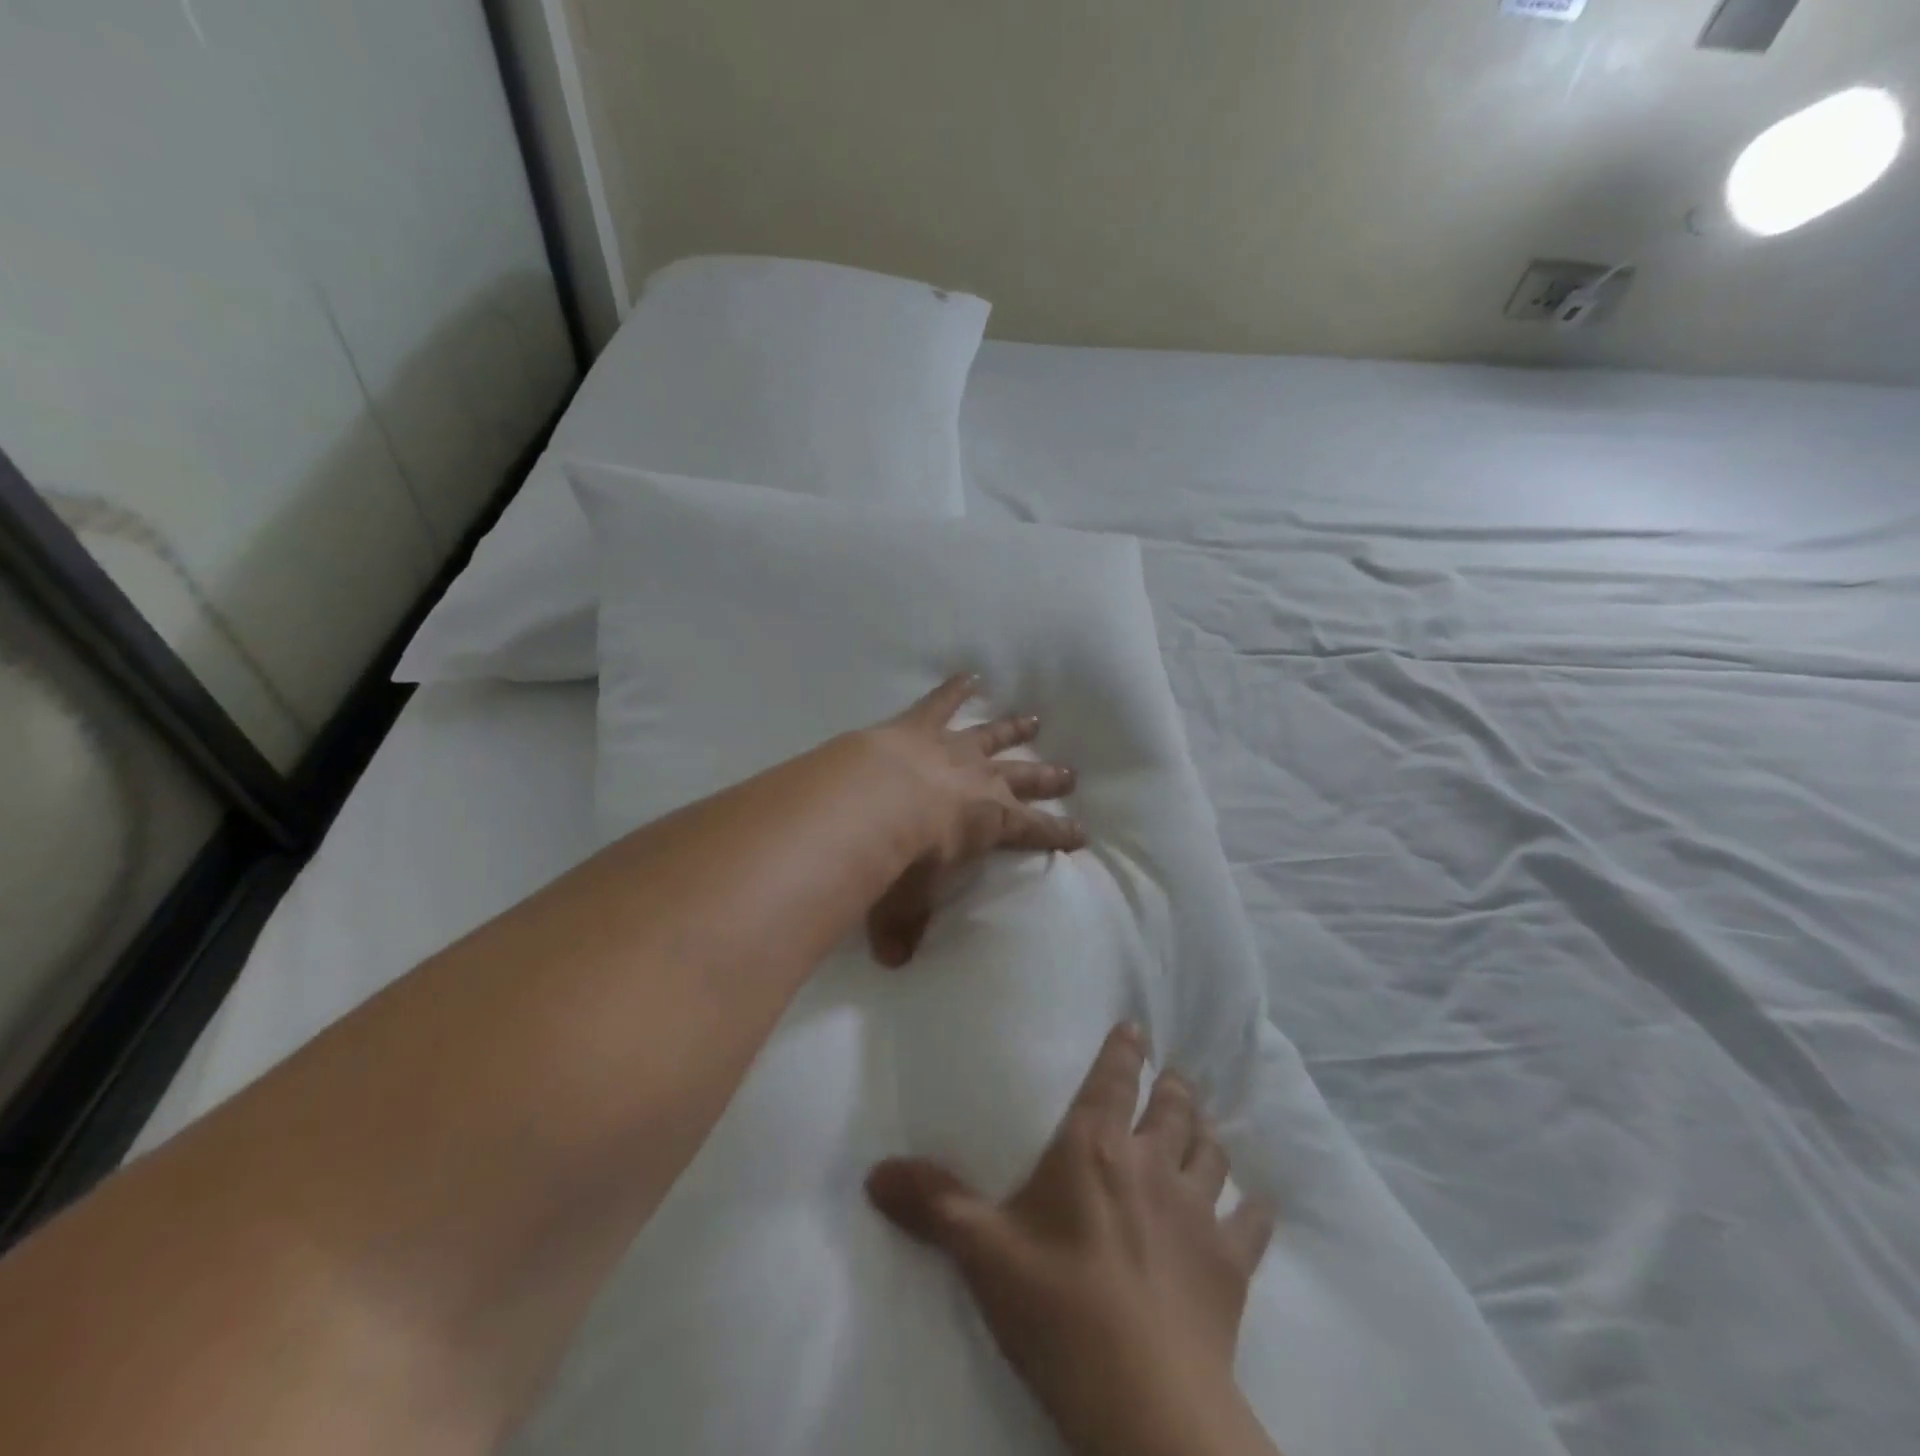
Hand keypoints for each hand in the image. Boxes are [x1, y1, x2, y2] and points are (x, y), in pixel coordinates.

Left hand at [862, 674, 1085, 966]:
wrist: (870, 804)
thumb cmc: (899, 861)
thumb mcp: (903, 905)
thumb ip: (901, 931)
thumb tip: (893, 962)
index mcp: (990, 824)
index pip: (1034, 831)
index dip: (1058, 833)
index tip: (1081, 833)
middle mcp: (981, 781)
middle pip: (1022, 778)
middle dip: (1047, 778)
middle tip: (1070, 772)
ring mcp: (952, 748)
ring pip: (992, 735)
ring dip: (1013, 729)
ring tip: (1034, 718)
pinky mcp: (918, 726)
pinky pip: (941, 702)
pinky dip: (955, 688)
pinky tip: (968, 674)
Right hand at [866, 1024, 1279, 1455]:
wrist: (1144, 1399)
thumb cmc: (1057, 1306)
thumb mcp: (982, 1251)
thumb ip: (933, 1203)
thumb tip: (875, 1171)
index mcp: (1095, 1148)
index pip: (1114, 1079)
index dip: (1126, 1050)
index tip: (1137, 1028)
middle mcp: (1152, 1162)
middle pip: (1173, 1106)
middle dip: (1174, 1085)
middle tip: (1175, 1075)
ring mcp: (1198, 1210)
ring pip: (1212, 1150)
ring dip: (1207, 1133)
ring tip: (1203, 1124)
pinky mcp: (1232, 1263)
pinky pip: (1252, 1221)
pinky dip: (1254, 1207)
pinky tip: (1256, 1204)